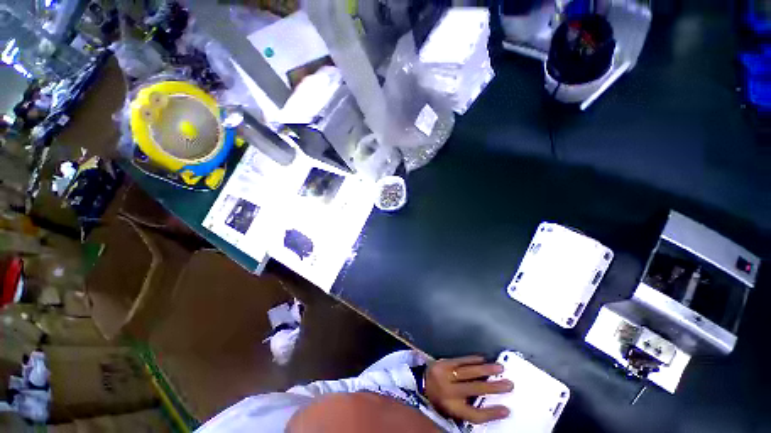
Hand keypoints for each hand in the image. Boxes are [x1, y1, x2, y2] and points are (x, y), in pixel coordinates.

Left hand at [424, 355, 513, 423]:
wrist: (419, 382)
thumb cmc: (438, 400)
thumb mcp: (451, 410)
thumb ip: (467, 407)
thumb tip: (489, 403)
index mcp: (452, 408)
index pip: (475, 414)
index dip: (492, 413)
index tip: (507, 410)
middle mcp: (450, 392)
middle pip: (476, 390)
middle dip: (495, 387)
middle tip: (510, 384)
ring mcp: (446, 375)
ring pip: (470, 372)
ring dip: (486, 369)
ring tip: (500, 367)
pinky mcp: (443, 363)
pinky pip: (461, 360)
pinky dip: (473, 359)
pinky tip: (483, 358)